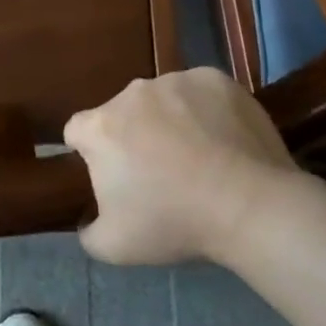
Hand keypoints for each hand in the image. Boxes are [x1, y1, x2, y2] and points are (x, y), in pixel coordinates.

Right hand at [65, 68, 294, 266]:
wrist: (249, 205)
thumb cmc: (174, 223)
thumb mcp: (115, 246)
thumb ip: (88, 230)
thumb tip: (87, 220)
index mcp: (101, 128)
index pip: (77, 131)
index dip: (89, 152)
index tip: (112, 174)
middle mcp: (132, 93)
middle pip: (121, 112)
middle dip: (133, 135)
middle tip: (160, 172)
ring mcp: (175, 81)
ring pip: (162, 99)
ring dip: (169, 120)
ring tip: (199, 156)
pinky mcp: (214, 79)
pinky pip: (199, 92)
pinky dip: (205, 110)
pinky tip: (223, 139)